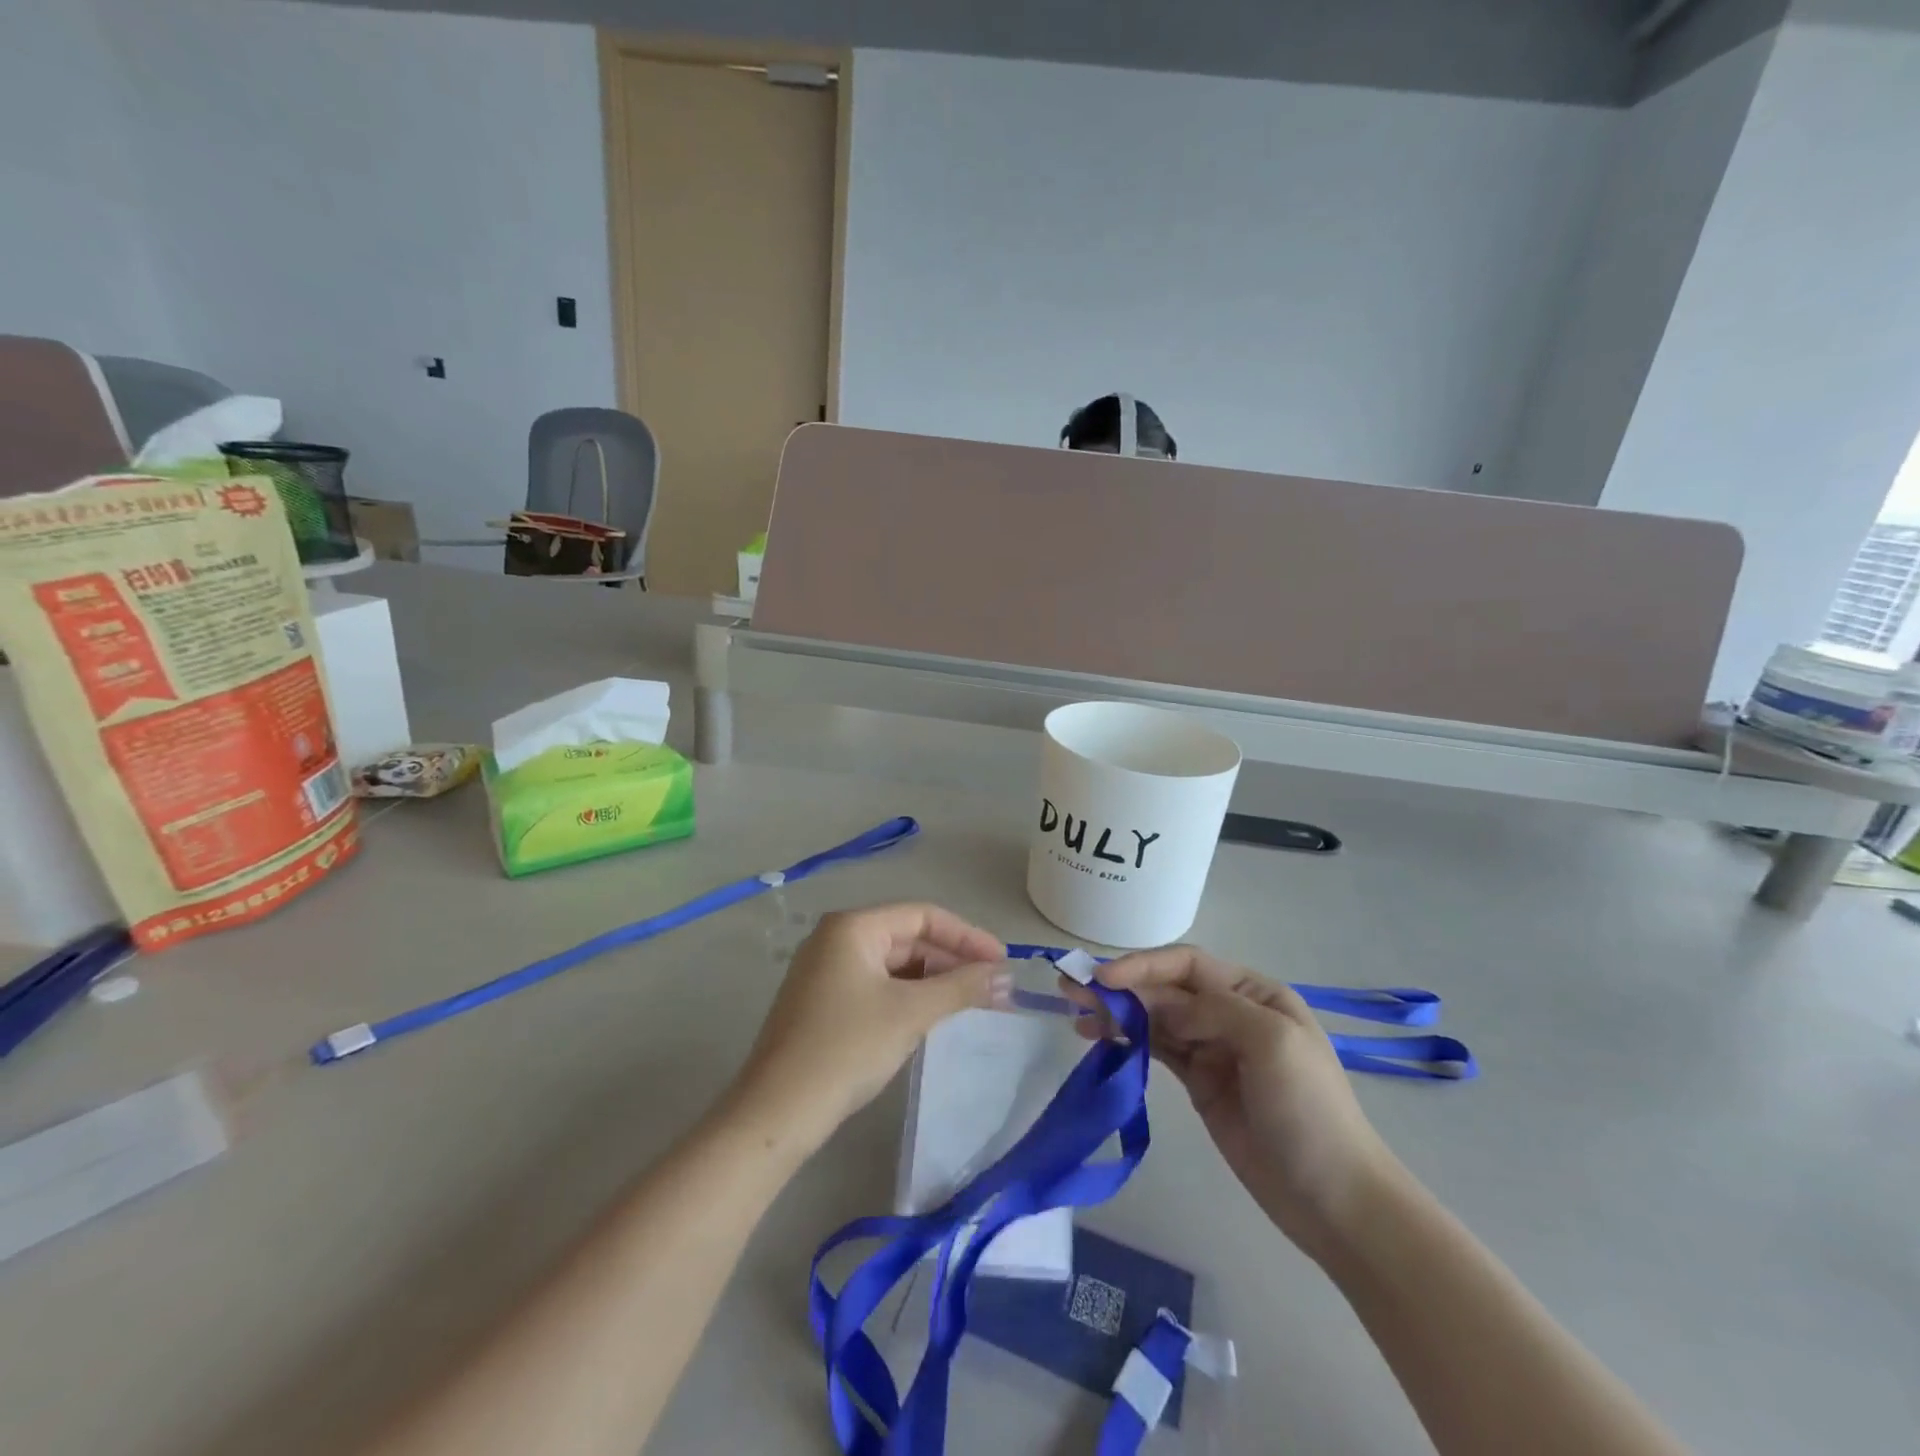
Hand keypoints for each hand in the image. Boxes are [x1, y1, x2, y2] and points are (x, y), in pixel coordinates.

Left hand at [733, 903, 1008, 1144]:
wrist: (777, 1112)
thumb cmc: (846, 1048)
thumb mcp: (910, 1013)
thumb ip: (961, 987)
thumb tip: (1007, 976)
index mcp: (853, 927)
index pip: (922, 915)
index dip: (967, 936)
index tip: (1002, 962)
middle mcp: (836, 938)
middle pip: (908, 937)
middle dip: (952, 961)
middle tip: (993, 988)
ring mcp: (826, 971)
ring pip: (894, 964)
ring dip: (933, 981)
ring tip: (971, 1003)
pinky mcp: (823, 1002)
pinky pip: (877, 986)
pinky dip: (909, 997)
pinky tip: (932, 1017)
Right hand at [1073, 946, 1401, 1263]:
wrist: (1336, 1201)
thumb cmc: (1310, 1111)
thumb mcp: (1272, 1043)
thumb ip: (1213, 1010)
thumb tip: (1159, 1005)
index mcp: (1254, 994)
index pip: (1187, 965)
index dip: (1142, 966)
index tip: (1103, 979)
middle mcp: (1230, 1012)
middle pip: (1165, 989)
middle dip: (1120, 987)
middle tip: (1071, 991)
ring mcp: (1212, 1049)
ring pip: (1155, 1018)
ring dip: (1117, 1013)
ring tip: (1077, 1017)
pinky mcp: (1199, 1083)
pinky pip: (1157, 1050)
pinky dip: (1128, 1041)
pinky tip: (1101, 1040)